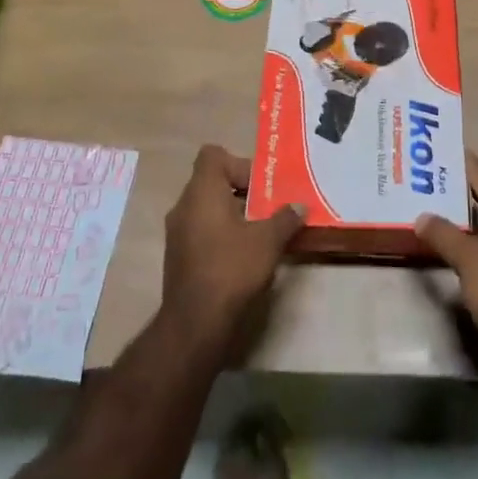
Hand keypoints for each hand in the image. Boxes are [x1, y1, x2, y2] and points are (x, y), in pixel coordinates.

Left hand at [162, 145, 302, 351]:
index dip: (239, 163)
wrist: (195, 323)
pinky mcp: (178, 256)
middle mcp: (184, 206)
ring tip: (260, 232)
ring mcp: (177, 232)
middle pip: (213, 181)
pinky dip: (221, 234)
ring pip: (207, 208)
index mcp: (202, 191)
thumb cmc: (231, 269)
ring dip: (233, 214)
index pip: (213, 155)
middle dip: (242, 191)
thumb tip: (300, 206)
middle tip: (268, 208)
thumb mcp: (268, 241)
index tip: (261, 186)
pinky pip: (201, 231)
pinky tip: (243, 255)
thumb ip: (285, 218)